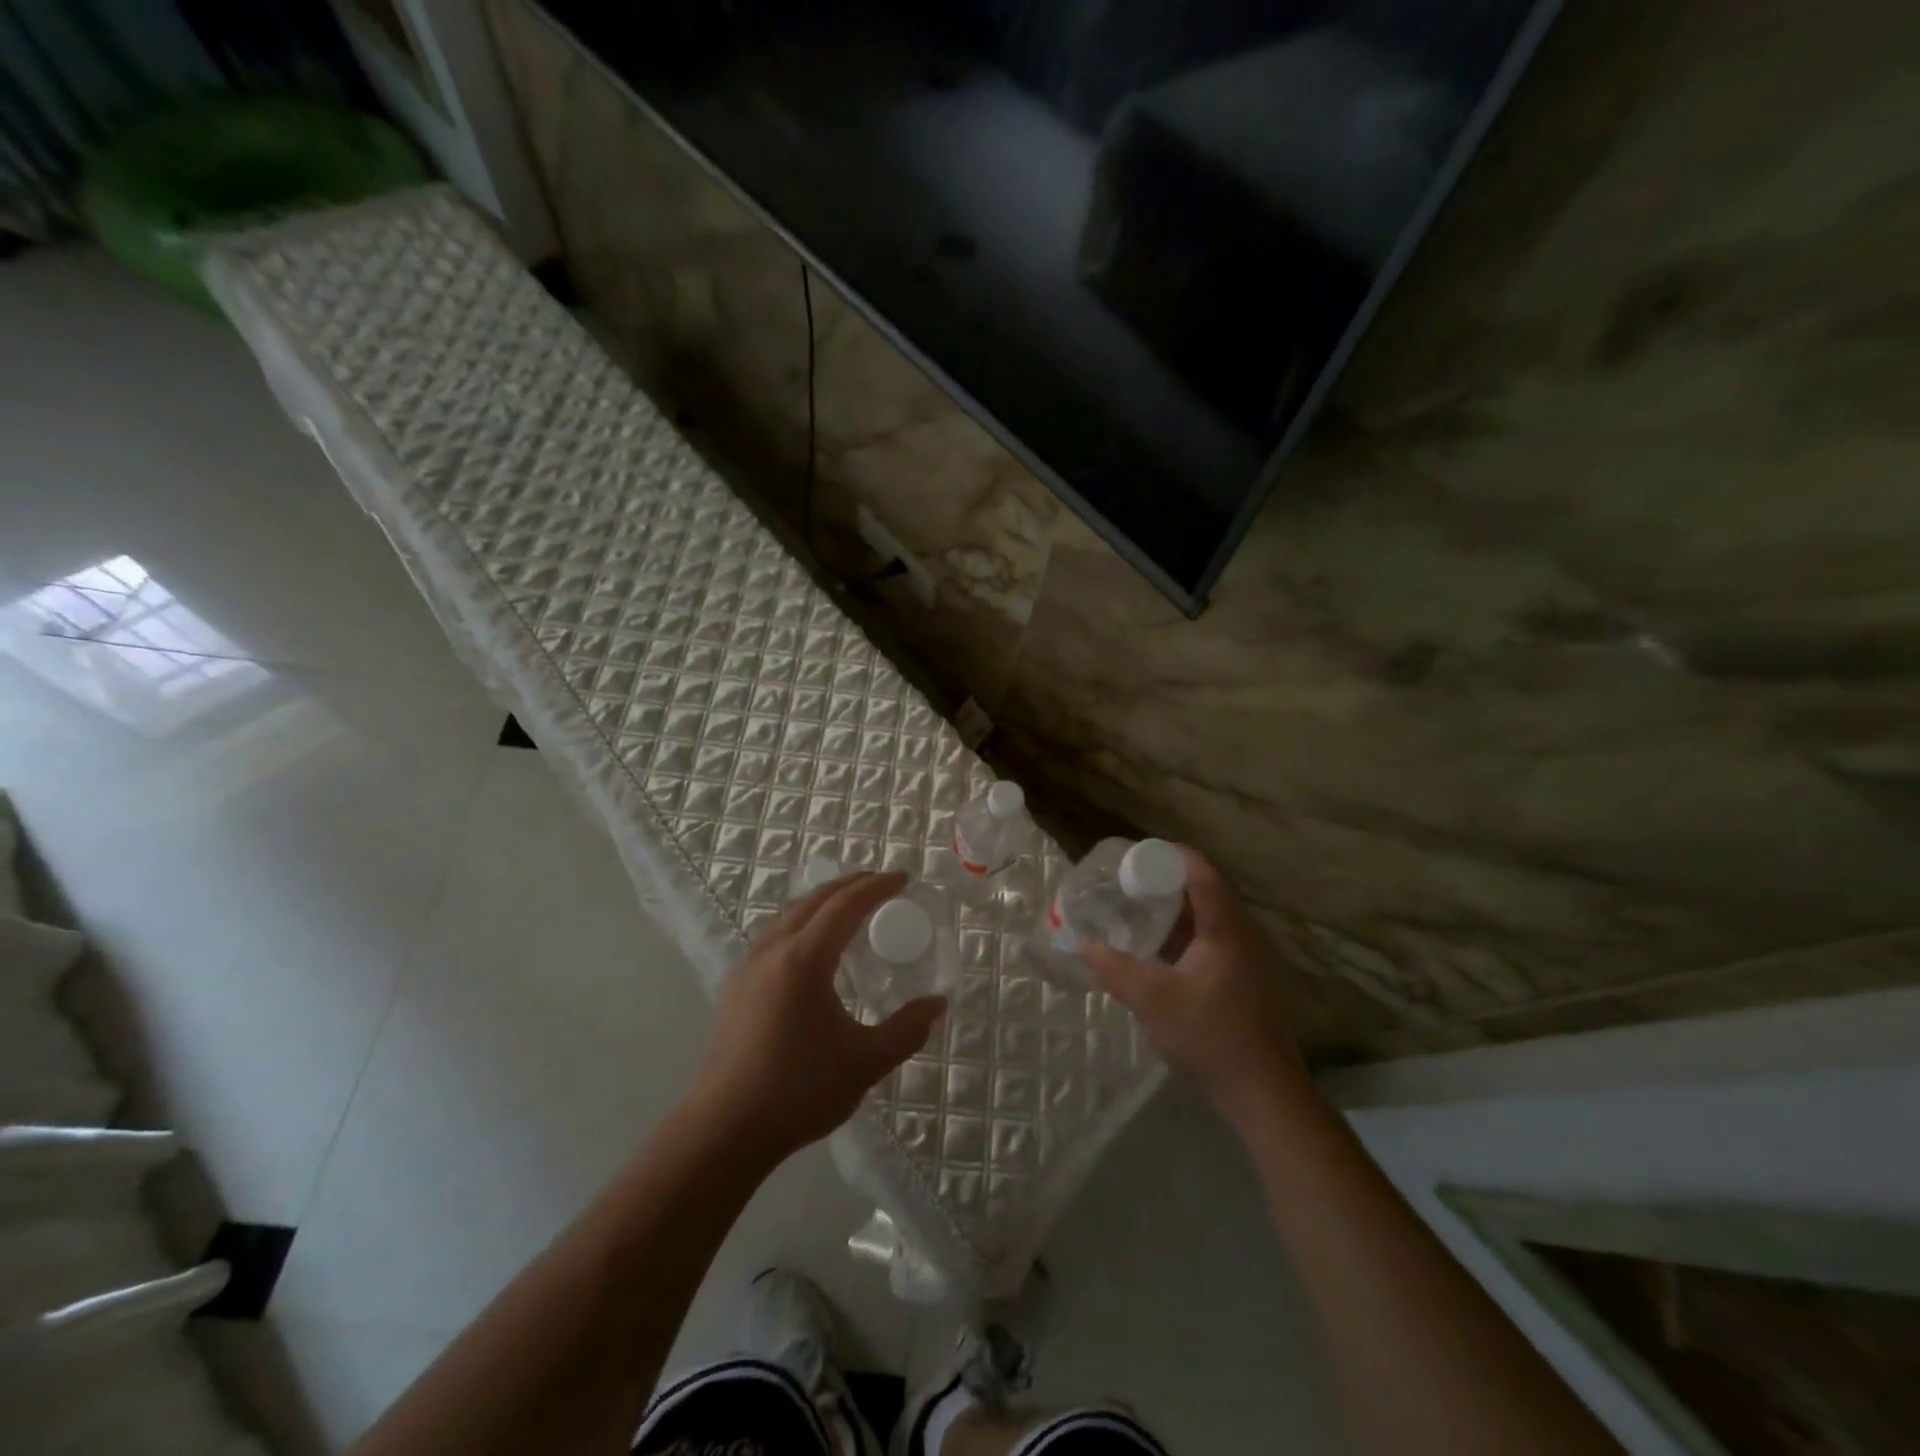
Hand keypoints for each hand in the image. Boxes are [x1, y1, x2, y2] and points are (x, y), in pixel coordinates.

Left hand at [690, 871, 945, 1164]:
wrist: (725, 1129)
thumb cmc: (799, 1091)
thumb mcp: (866, 1063)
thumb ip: (906, 1030)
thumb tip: (937, 1004)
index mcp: (804, 959)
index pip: (845, 904)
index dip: (876, 887)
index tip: (903, 879)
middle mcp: (773, 950)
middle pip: (815, 899)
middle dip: (851, 885)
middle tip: (882, 885)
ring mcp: (748, 966)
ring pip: (790, 914)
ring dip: (823, 901)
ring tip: (850, 909)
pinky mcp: (736, 986)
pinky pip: (775, 934)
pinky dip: (803, 922)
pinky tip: (814, 948)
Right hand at [1084, 847, 1311, 1129]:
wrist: (1264, 1094)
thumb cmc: (1210, 1036)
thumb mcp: (1152, 1000)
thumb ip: (1115, 968)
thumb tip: (1084, 945)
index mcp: (1226, 927)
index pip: (1199, 870)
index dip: (1167, 856)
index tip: (1132, 858)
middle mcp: (1244, 933)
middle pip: (1205, 889)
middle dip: (1165, 882)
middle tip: (1126, 886)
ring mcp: (1251, 957)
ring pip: (1210, 917)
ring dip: (1176, 910)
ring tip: (1138, 913)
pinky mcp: (1249, 979)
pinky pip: (1215, 939)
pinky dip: (1187, 934)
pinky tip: (1162, 952)